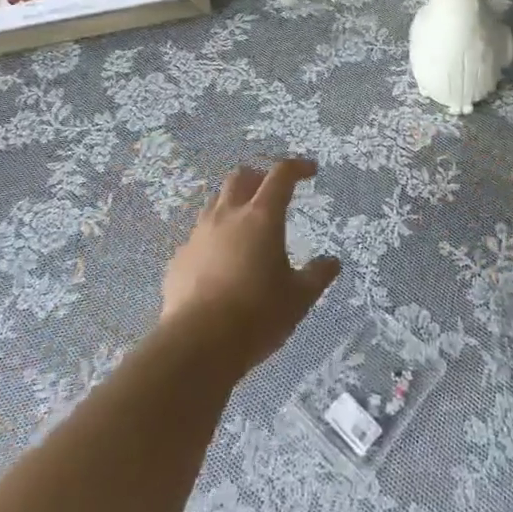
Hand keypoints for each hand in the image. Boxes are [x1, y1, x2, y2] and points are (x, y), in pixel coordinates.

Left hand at [161, 158, 340, 368]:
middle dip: (259, 177)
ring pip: (215, 202)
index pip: (281, 175)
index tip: (310, 171)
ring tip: (245, 226)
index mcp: (262, 217)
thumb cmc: (257, 315)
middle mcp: (228, 216)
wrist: (197, 344)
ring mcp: (199, 235)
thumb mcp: (299, 298)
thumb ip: (317, 276)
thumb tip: (332, 262)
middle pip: (241, 177)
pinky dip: (213, 239)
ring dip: (233, 204)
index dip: (297, 167)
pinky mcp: (179, 258)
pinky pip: (198, 237)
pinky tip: (219, 263)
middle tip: (272, 194)